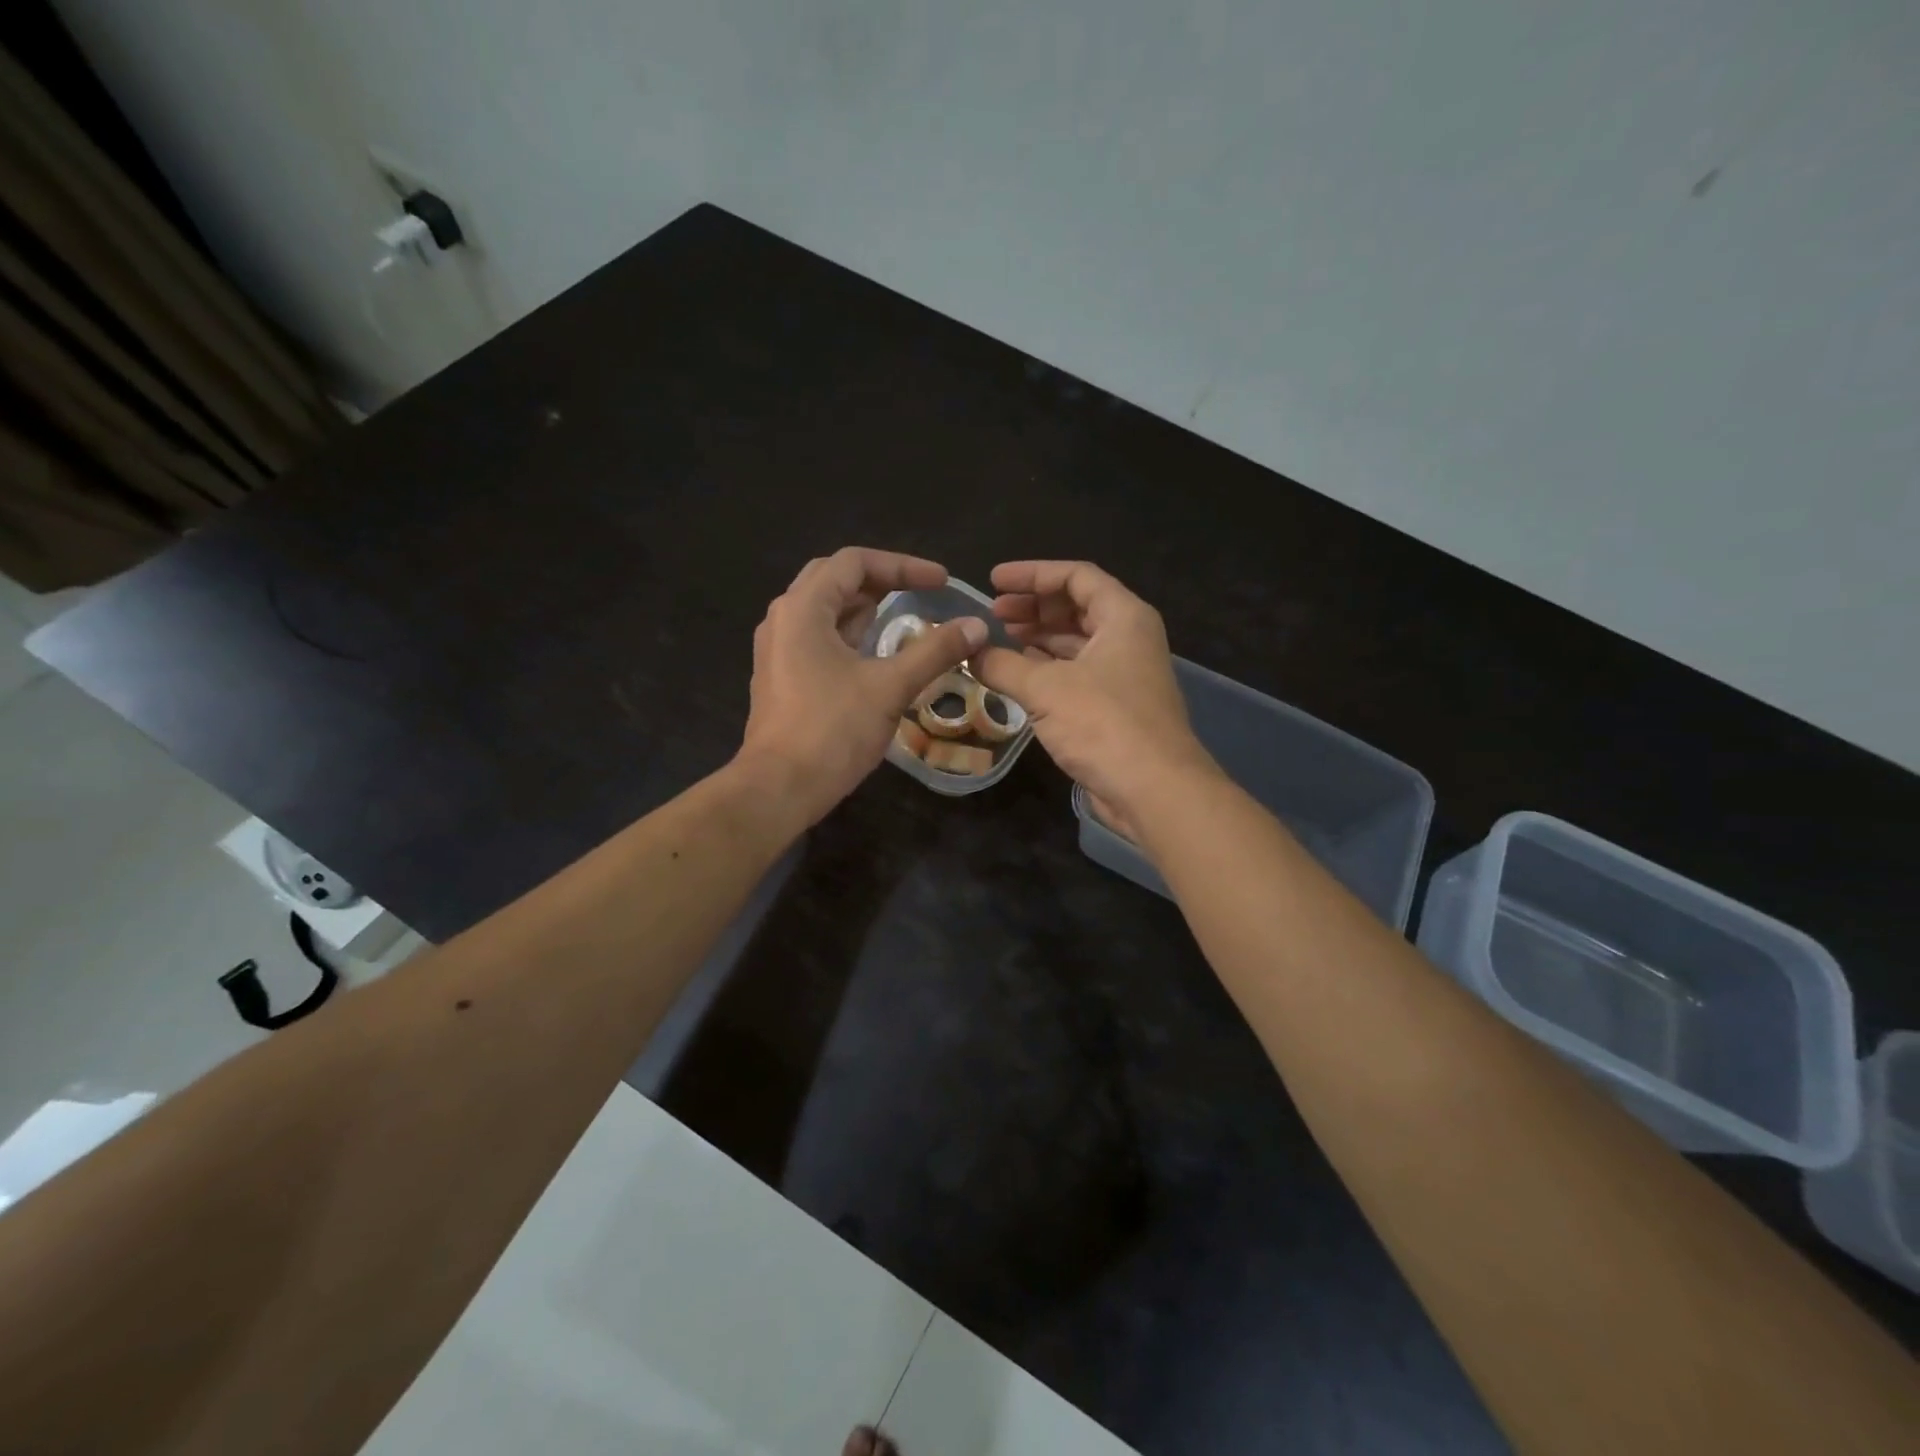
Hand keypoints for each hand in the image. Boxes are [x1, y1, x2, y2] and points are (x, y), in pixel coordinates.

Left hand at [739, 547, 987, 823]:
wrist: (779, 788)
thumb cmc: (832, 731)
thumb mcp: (890, 687)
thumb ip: (935, 651)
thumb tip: (977, 626)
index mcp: (803, 609)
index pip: (854, 562)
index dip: (903, 565)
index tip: (941, 583)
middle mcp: (783, 619)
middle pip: (834, 579)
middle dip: (881, 579)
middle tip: (920, 591)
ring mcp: (777, 649)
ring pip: (824, 610)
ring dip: (864, 607)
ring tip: (903, 615)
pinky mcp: (781, 676)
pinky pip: (818, 637)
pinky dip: (849, 634)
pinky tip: (875, 653)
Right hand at [972, 560, 1216, 827]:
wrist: (1153, 789)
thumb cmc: (1103, 724)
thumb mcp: (1045, 688)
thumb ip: (1002, 664)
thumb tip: (968, 652)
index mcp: (1123, 617)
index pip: (1076, 576)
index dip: (1032, 574)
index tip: (994, 581)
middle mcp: (1128, 638)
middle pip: (1077, 607)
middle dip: (1033, 607)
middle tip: (993, 613)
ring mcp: (1124, 674)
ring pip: (1076, 642)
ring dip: (1038, 638)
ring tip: (999, 640)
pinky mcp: (1115, 706)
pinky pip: (1076, 673)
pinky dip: (1047, 668)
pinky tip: (1018, 673)